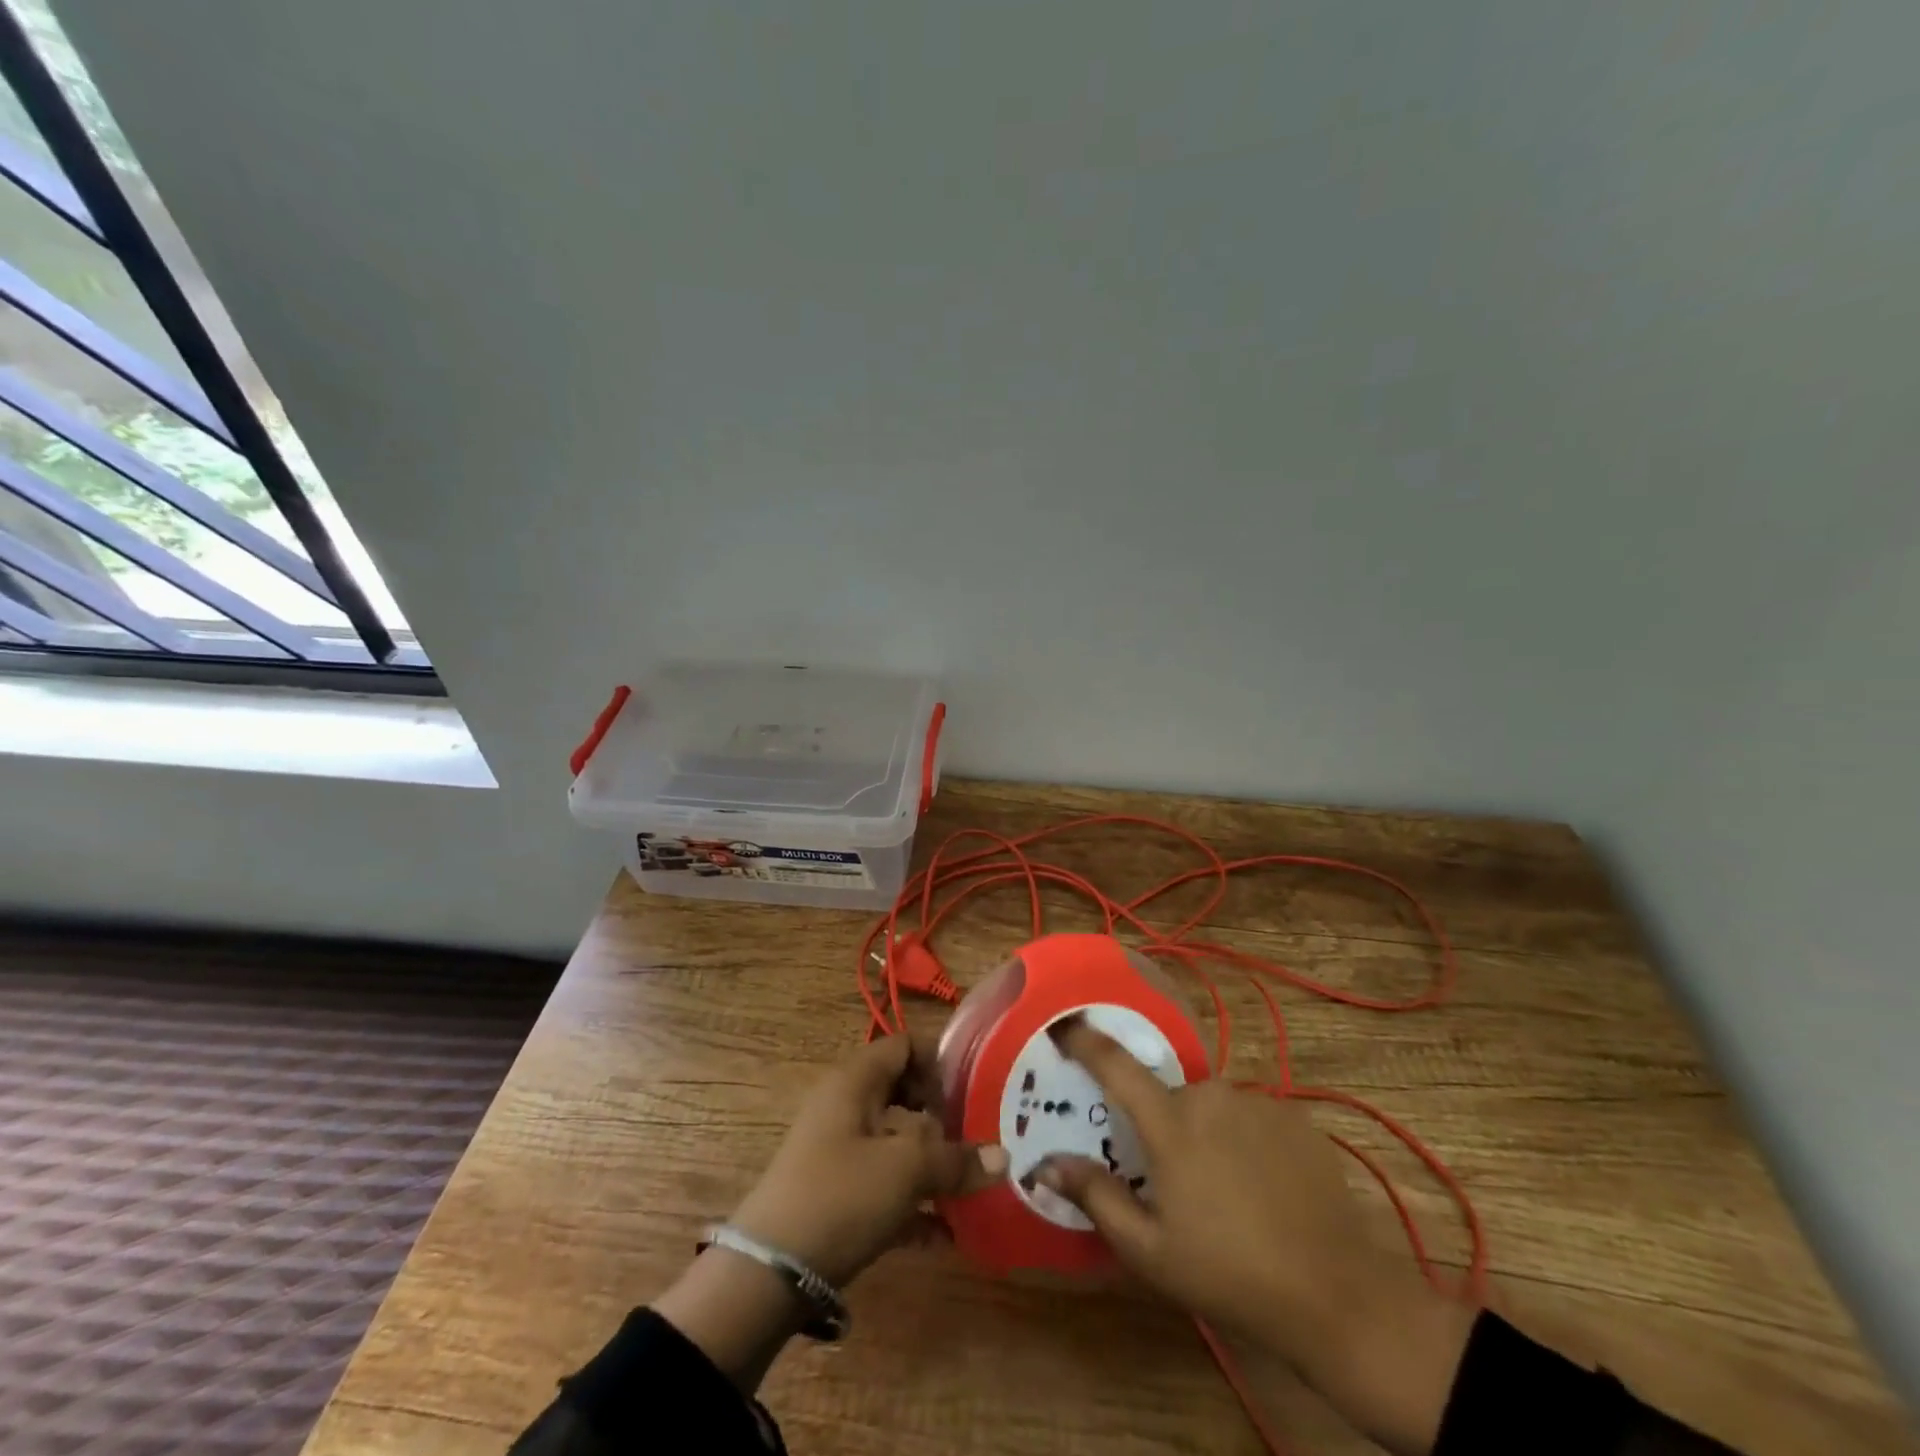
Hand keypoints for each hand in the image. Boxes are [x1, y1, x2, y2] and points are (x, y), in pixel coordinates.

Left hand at [730, 1033, 1006, 1286]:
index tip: (973, 1091)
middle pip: (902, 1094)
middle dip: (942, 1114)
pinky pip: (884, 1187)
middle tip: (978, 1135)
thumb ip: (956, 1160)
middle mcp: (845, 1108)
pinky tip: (947, 1234)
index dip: (939, 1061)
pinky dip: (913, 1204)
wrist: (768, 1274)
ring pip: (895, 1143)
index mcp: (855, 1082)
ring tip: (972, 1185)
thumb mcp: (905, 1171)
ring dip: (932, 1163)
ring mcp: (837, 1153)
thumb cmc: (840, 1196)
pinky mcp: (835, 1197)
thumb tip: (1003, 1157)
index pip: (903, 1046)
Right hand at [1035, 1018, 1474, 1455]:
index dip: (1084, 1039)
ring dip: (1206, 1134)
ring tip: (1224, 1192)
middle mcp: (1211, 1095)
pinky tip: (1262, 1188)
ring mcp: (1258, 1102)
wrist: (1337, 1295)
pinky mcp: (1295, 1117)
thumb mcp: (1149, 1249)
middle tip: (1172, 1178)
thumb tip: (1044, 1162)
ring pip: (1213, 1107)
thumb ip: (1095, 1196)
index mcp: (1170, 1123)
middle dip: (1162, 1126)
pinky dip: (1245, 1141)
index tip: (1063, 1024)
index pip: (1115, 1064)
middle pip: (1169, 1096)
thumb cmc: (1228, 1273)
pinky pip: (1251, 1117)